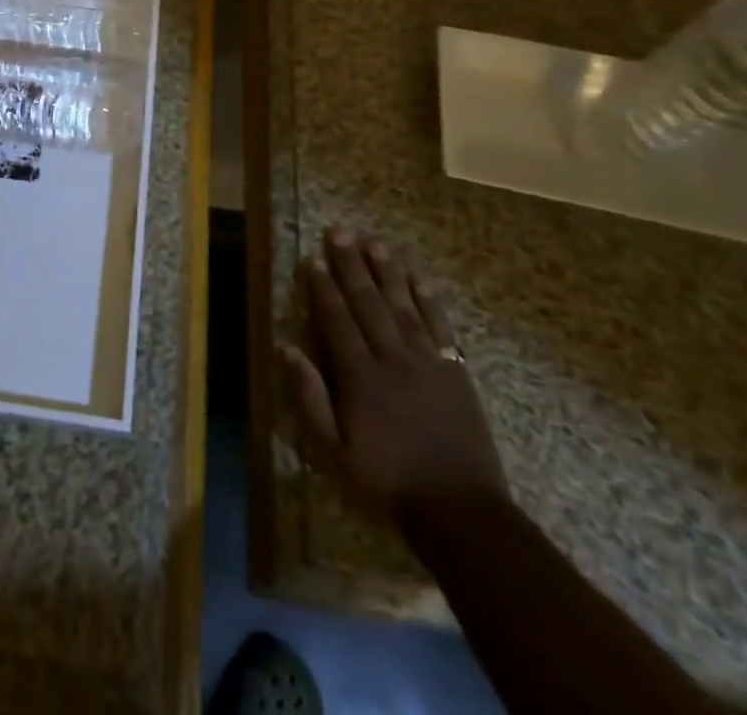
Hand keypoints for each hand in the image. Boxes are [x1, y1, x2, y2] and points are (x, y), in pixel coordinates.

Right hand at [282, 234, 508, 526]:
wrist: (462, 514)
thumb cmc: (389, 484)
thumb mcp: (335, 451)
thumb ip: (310, 397)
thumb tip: (284, 347)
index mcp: (359, 376)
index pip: (337, 320)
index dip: (324, 287)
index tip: (313, 258)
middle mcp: (391, 359)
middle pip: (368, 303)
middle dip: (351, 266)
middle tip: (340, 232)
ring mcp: (427, 363)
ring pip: (403, 306)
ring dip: (387, 272)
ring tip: (375, 243)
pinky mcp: (456, 373)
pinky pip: (440, 328)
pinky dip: (430, 301)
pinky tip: (420, 279)